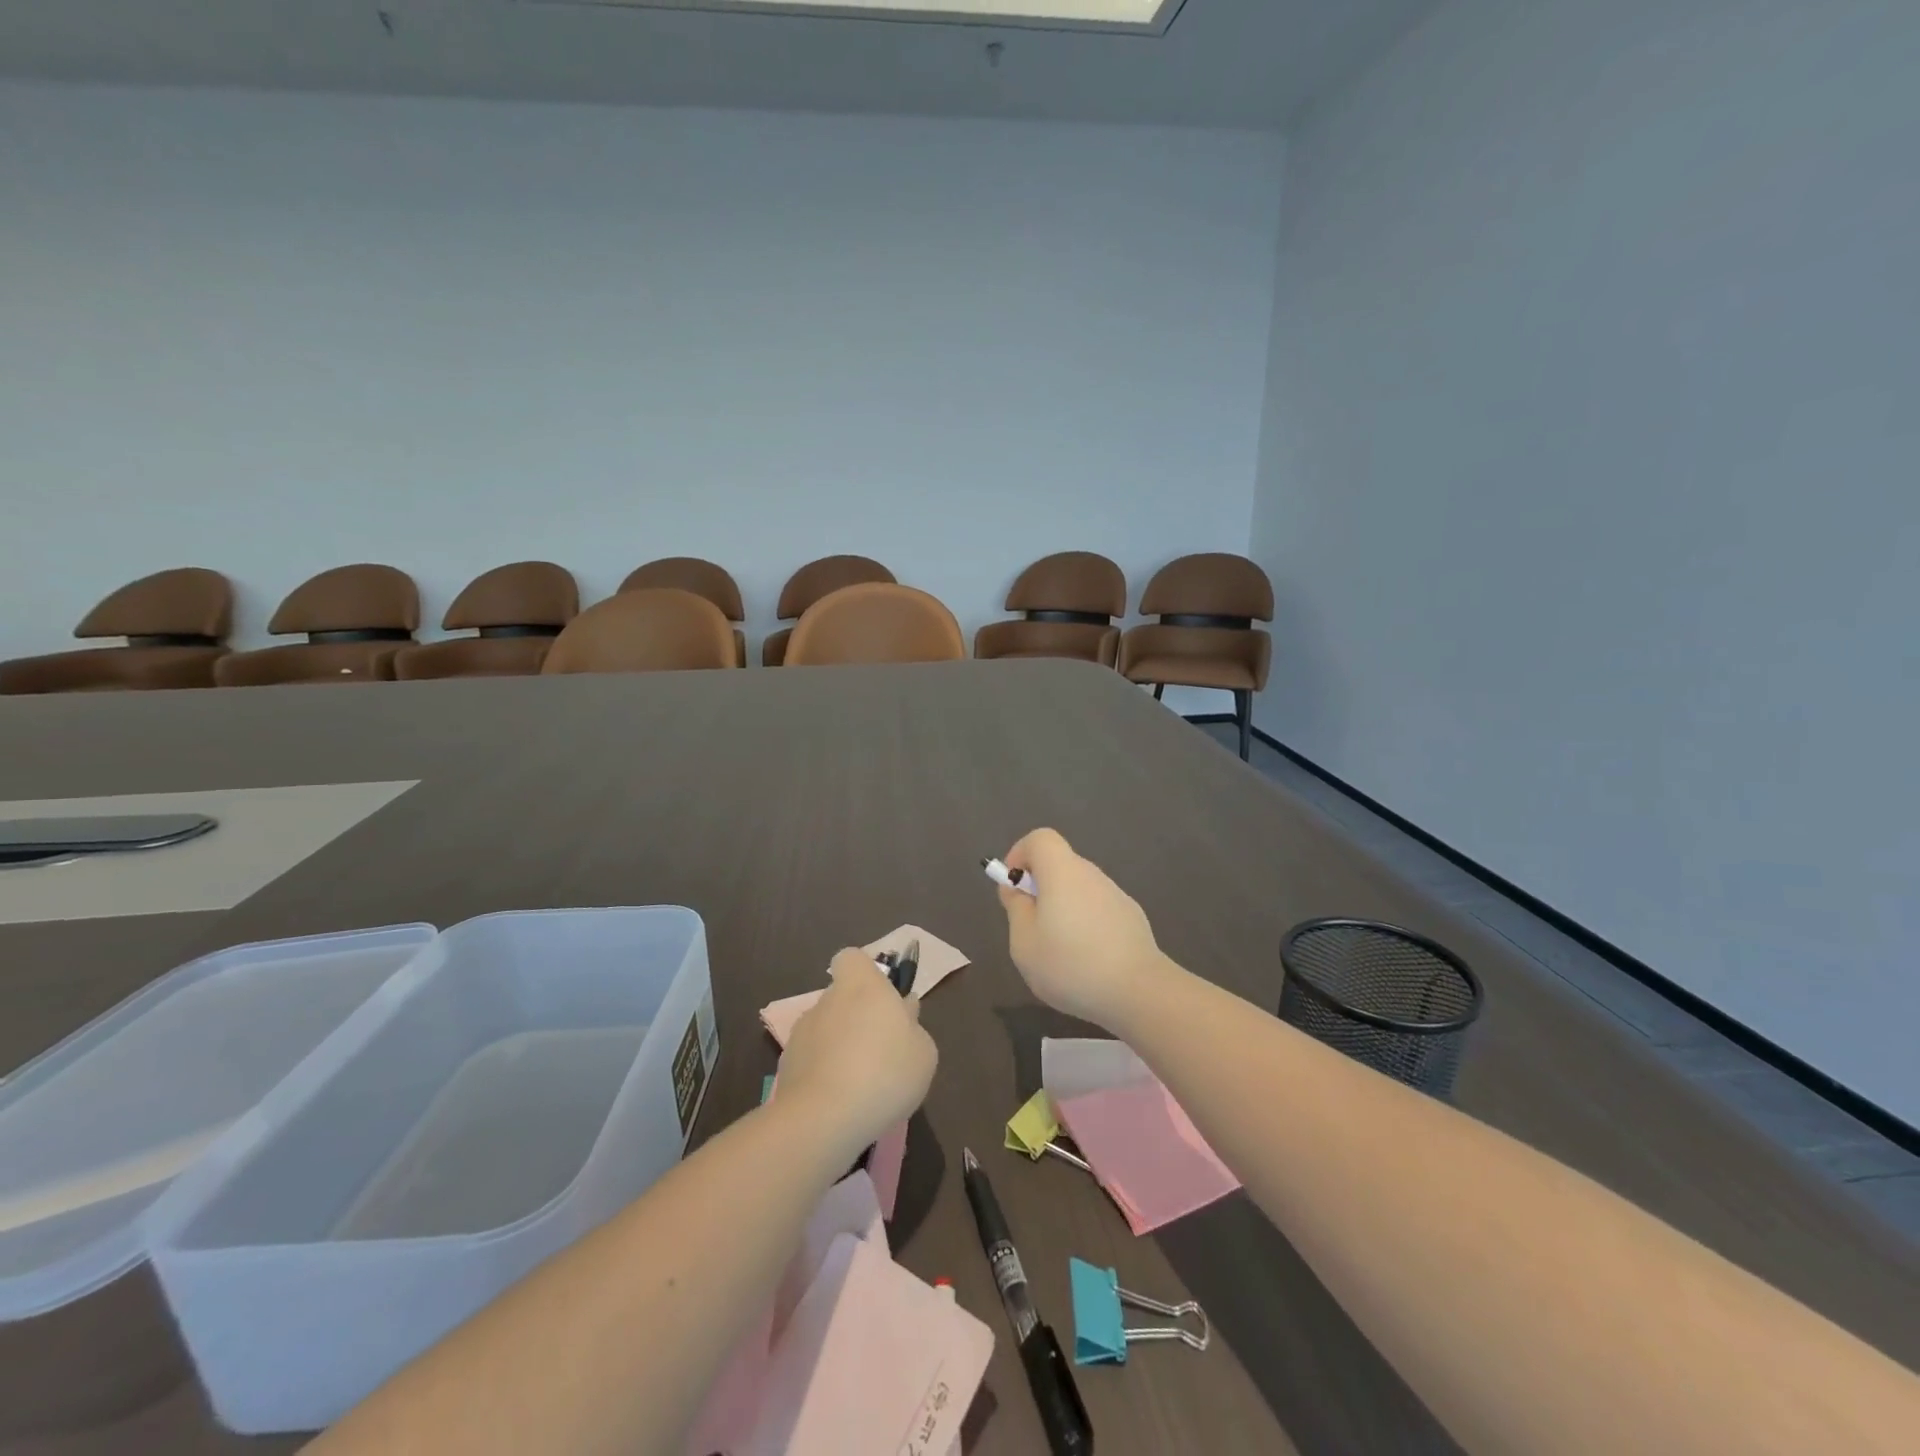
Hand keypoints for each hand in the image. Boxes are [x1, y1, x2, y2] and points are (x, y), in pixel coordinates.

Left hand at [777, 949, 937, 1161]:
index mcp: (862, 986)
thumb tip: (903, 1011)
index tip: (880, 999)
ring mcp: (802, 1032)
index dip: (864, 974)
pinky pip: (811, 1060)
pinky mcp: (785, 1065)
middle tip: (879, 1051)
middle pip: (841, 998)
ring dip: (839, 1047)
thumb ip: (913, 1026)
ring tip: (859, 1084)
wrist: (824, 1119)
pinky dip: (822, 1073)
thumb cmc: (885, 1073)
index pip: (852, 959)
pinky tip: (838, 1102)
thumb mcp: (923, 1052)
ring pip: (825, 1030)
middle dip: (856, 1018)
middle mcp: (828, 1000)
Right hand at [997, 828, 1169, 1030]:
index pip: (1040, 838)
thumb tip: (1017, 889)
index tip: (1013, 886)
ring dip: (1063, 909)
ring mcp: (1116, 896)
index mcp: (1062, 872)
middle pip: (1060, 865)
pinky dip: (1085, 925)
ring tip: (1058, 952)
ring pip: (1079, 890)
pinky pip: (1098, 911)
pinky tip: (1087, 962)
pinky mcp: (1132, 919)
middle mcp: (1092, 875)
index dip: (1020, 854)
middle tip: (1030, 926)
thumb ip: (1016, 909)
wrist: (1139, 992)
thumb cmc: (1070, 964)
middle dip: (1040, 887)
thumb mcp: (1024, 942)